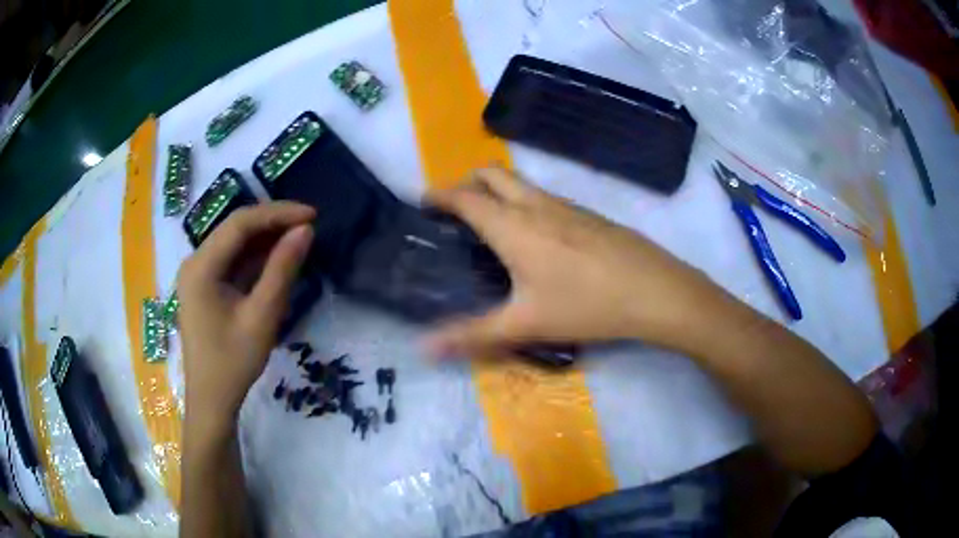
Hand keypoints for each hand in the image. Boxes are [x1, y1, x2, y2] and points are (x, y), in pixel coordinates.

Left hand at [177, 202, 314, 430]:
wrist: (212, 400)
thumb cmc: (233, 362)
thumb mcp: (262, 316)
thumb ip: (282, 270)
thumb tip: (305, 230)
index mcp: (201, 266)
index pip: (240, 224)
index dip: (278, 214)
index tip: (312, 215)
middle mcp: (195, 262)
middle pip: (235, 230)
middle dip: (273, 223)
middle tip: (309, 226)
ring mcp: (198, 275)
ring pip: (234, 244)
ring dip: (266, 239)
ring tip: (299, 239)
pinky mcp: (205, 287)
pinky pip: (232, 262)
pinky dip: (256, 258)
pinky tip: (278, 259)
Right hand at [426, 167, 722, 356]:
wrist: (654, 291)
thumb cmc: (586, 304)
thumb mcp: (525, 324)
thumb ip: (472, 336)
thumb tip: (423, 349)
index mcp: (512, 224)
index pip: (465, 196)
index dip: (439, 195)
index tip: (423, 201)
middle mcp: (535, 204)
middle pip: (491, 173)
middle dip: (466, 182)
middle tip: (455, 210)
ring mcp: (565, 205)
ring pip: (520, 183)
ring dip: (497, 191)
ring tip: (489, 224)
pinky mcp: (587, 214)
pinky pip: (543, 196)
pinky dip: (523, 202)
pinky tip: (534, 237)